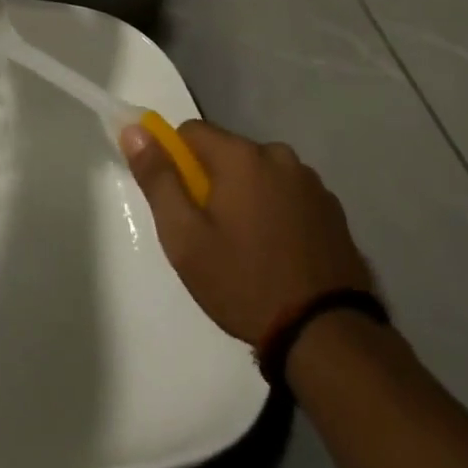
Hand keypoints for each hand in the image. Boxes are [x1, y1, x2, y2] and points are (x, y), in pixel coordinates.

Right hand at [121, 121, 374, 345]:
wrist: (327, 336)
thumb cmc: (244, 283)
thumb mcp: (185, 237)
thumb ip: (158, 178)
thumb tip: (134, 130)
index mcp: (241, 156)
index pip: (191, 131)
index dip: (177, 162)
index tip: (180, 203)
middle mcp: (279, 155)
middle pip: (228, 153)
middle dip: (213, 182)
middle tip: (211, 235)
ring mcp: (312, 182)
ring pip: (260, 174)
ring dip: (248, 196)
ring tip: (248, 249)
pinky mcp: (333, 209)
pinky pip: (289, 195)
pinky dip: (278, 212)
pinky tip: (279, 254)